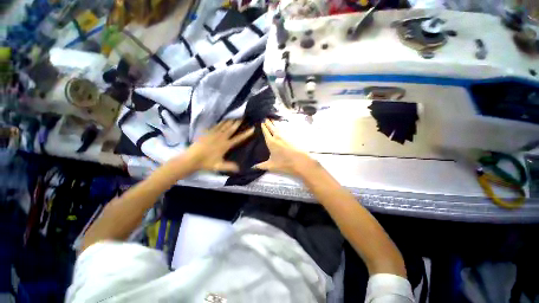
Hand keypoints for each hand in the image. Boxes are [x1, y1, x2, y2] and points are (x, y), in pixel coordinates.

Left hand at [185, 120, 253, 171]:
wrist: (191, 159)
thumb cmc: (206, 163)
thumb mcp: (219, 166)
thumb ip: (230, 166)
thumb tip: (240, 169)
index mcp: (225, 145)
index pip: (238, 138)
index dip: (246, 134)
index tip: (252, 128)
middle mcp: (221, 137)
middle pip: (231, 129)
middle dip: (237, 123)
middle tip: (242, 117)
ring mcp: (213, 134)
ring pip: (223, 126)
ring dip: (230, 121)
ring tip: (234, 116)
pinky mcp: (207, 133)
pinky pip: (215, 126)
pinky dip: (220, 122)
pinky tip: (222, 120)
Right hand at [254, 119, 317, 176]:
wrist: (300, 161)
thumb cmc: (284, 163)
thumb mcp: (271, 166)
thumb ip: (261, 165)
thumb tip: (253, 167)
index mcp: (271, 142)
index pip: (266, 132)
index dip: (264, 127)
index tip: (262, 122)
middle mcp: (278, 137)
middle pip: (272, 127)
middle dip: (269, 123)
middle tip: (266, 118)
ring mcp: (286, 136)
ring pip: (279, 127)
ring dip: (275, 123)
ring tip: (273, 120)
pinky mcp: (292, 137)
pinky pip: (285, 130)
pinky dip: (283, 127)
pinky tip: (283, 127)